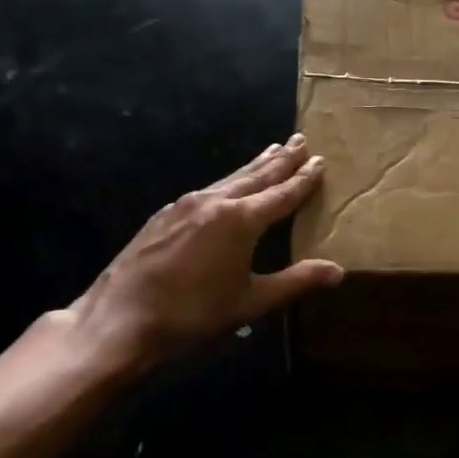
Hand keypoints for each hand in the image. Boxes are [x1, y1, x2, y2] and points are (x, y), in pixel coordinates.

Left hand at [54, 135, 343, 373]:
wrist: (120, 318)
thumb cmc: (193, 314)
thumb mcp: (250, 302)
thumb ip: (295, 282)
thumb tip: (338, 271)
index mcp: (241, 220)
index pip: (282, 193)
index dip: (303, 178)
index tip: (319, 159)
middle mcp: (216, 201)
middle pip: (256, 175)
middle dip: (281, 159)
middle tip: (299, 139)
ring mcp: (186, 204)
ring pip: (230, 178)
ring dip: (254, 166)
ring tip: (271, 151)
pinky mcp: (165, 214)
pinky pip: (208, 189)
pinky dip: (228, 182)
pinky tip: (226, 187)